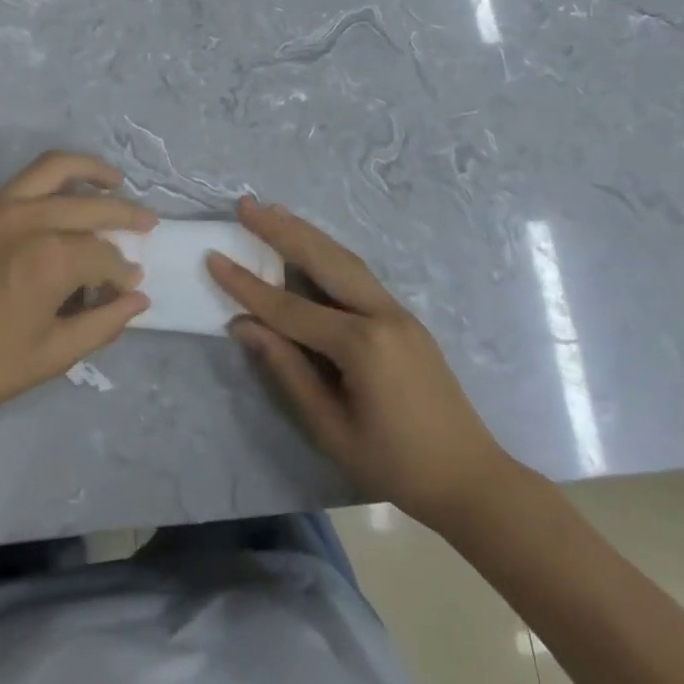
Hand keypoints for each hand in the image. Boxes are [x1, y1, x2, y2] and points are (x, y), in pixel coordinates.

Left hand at [0, 152, 155, 441]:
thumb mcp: (49, 358)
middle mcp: (26, 218)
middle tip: (146, 224)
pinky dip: (46, 190)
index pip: (105, 254)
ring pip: (53, 169)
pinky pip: (16, 188)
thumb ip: (102, 324)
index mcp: (50, 258)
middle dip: (125, 214)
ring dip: (90, 172)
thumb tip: (137, 298)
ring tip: (114, 180)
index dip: (122, 273)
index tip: (128, 287)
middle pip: (90, 203)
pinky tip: (52, 211)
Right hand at [208, 198, 505, 530]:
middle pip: (323, 260)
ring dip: (307, 233)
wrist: (470, 478)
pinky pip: (360, 274)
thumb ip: (287, 370)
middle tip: (246, 205)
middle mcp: (381, 314)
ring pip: (345, 259)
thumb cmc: (394, 465)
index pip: (290, 308)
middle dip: (281, 231)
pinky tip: (312, 245)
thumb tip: (243, 326)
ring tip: (274, 211)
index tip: (214, 256)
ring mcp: (398, 311)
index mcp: (361, 344)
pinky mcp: (405, 317)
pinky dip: (330, 253)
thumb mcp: (330, 427)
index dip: (247, 286)